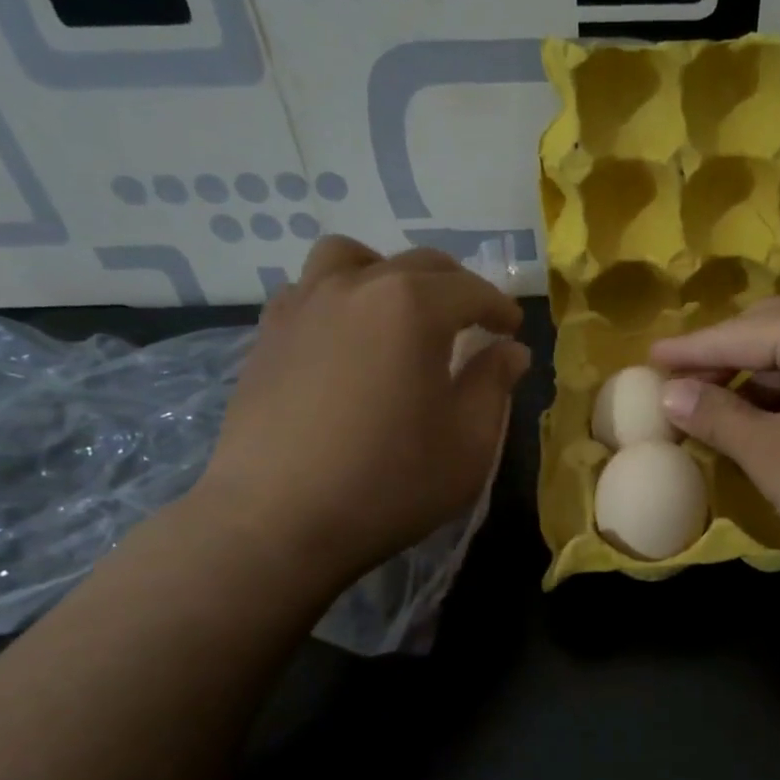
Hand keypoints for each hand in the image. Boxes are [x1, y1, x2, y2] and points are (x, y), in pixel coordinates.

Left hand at [191, 237, 527, 579]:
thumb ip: (494, 385)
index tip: (512, 330)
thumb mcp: (469, 443)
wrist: (277, 521)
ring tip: (399, 312)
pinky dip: (339, 297)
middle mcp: (358, 287)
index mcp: (413, 306)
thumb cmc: (389, 482)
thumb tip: (509, 350)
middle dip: (456, 287)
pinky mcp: (268, 334)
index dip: (500, 308)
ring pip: (352, 258)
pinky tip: (346, 339)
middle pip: (418, 264)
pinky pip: (310, 289)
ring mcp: (304, 305)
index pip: (471, 290)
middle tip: (472, 322)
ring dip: (388, 274)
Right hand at [650, 285, 779, 587]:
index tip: (646, 361)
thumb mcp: (773, 453)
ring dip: (756, 383)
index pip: (736, 333)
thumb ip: (716, 416)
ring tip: (712, 408)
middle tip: (675, 388)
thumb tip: (670, 394)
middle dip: (721, 364)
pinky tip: (768, 421)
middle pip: (769, 335)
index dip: (688, 353)